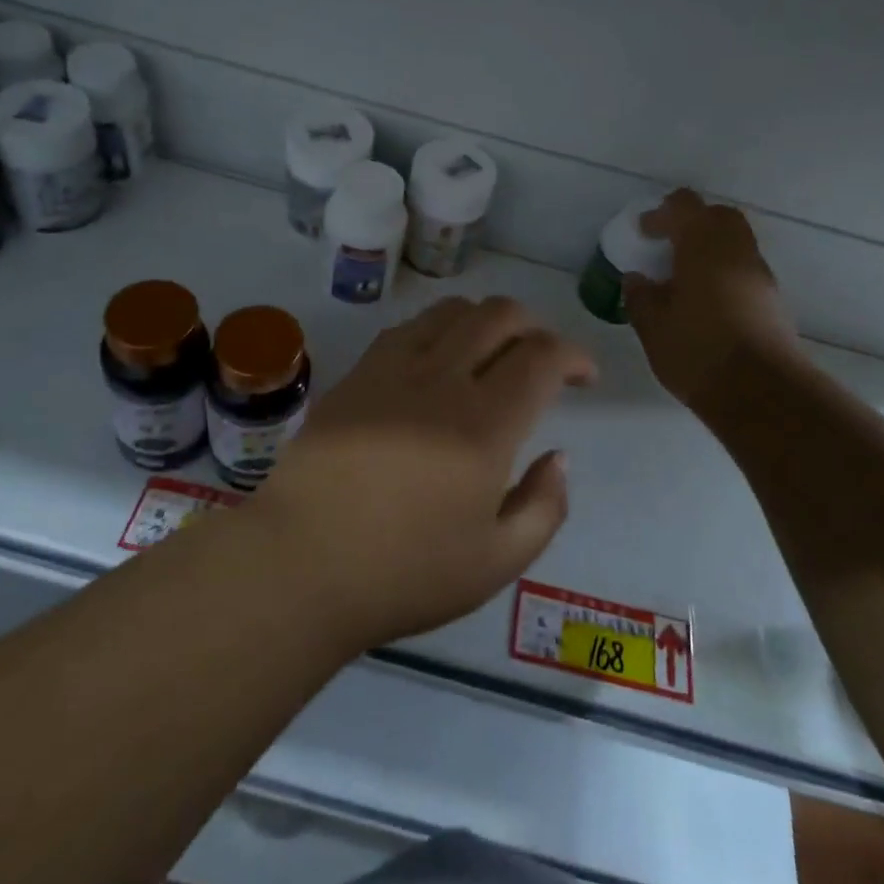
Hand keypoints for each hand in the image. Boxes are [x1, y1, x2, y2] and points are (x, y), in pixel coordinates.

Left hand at [247, 296, 595, 651]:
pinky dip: (439, 329)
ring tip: (491, 353)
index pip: (542, 357)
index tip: (584, 377)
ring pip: (452, 310)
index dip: (574, 355)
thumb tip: (559, 457)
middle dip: (535, 326)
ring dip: (486, 320)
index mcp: (484, 425)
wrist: (299, 564)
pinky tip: (437, 362)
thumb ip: (544, 507)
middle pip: (500, 315)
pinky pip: (408, 328)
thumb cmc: (403, 573)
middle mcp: (442, 380)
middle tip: (542, 358)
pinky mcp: (357, 374)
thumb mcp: (496, 563)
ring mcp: (393, 369)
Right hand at [623, 189, 803, 412]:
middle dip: (691, 223)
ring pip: (735, 242)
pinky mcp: (772, 299)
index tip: (643, 233)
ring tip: (683, 277)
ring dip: (709, 248)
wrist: (761, 392)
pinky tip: (705, 301)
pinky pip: (743, 269)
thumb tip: (636, 279)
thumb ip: (641, 296)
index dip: (661, 214)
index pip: (684, 205)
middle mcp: (736, 250)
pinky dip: (723, 271)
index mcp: (703, 245)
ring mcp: (759, 274)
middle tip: (667, 246)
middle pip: (717, 216)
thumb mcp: (653, 327)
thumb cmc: (698, 351)